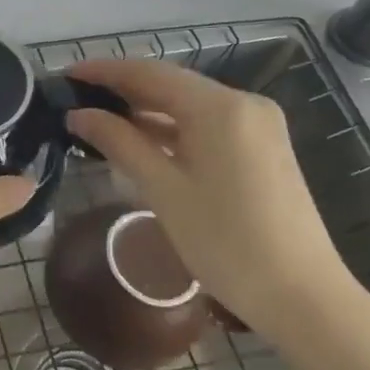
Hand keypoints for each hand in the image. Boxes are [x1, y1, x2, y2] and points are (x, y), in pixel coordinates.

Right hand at [64, 57, 362, 344]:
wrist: (303, 297)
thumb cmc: (226, 242)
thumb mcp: (163, 190)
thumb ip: (119, 142)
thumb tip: (78, 115)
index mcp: (219, 107)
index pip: (149, 73)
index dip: (104, 71)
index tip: (66, 76)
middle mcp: (243, 104)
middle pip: (170, 85)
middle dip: (122, 90)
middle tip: (75, 99)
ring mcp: (257, 125)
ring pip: (188, 105)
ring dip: (145, 111)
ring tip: (98, 118)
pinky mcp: (262, 147)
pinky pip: (206, 124)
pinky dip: (171, 128)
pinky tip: (141, 140)